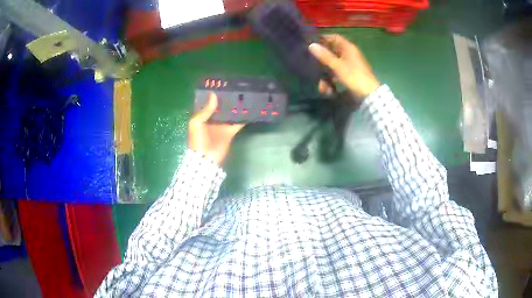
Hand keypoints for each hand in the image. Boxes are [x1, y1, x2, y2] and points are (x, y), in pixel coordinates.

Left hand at [188, 93, 243, 164]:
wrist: (206, 159)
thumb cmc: (197, 140)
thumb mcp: (196, 123)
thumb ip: (205, 110)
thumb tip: (213, 94)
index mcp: (202, 116)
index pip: (207, 102)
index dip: (212, 94)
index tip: (220, 84)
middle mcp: (212, 118)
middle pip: (220, 106)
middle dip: (226, 98)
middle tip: (235, 87)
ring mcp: (222, 125)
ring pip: (230, 113)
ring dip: (235, 106)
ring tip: (244, 95)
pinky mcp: (230, 131)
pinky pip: (238, 123)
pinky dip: (243, 118)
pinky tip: (250, 110)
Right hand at [309, 34, 380, 100]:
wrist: (369, 94)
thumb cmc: (354, 76)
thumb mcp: (337, 66)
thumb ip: (324, 56)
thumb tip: (311, 45)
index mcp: (348, 48)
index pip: (334, 37)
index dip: (324, 38)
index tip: (312, 43)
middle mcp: (349, 54)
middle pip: (332, 52)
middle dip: (322, 60)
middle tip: (311, 64)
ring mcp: (350, 65)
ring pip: (333, 65)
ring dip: (326, 75)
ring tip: (322, 88)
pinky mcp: (350, 74)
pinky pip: (337, 74)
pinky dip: (332, 81)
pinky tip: (328, 90)